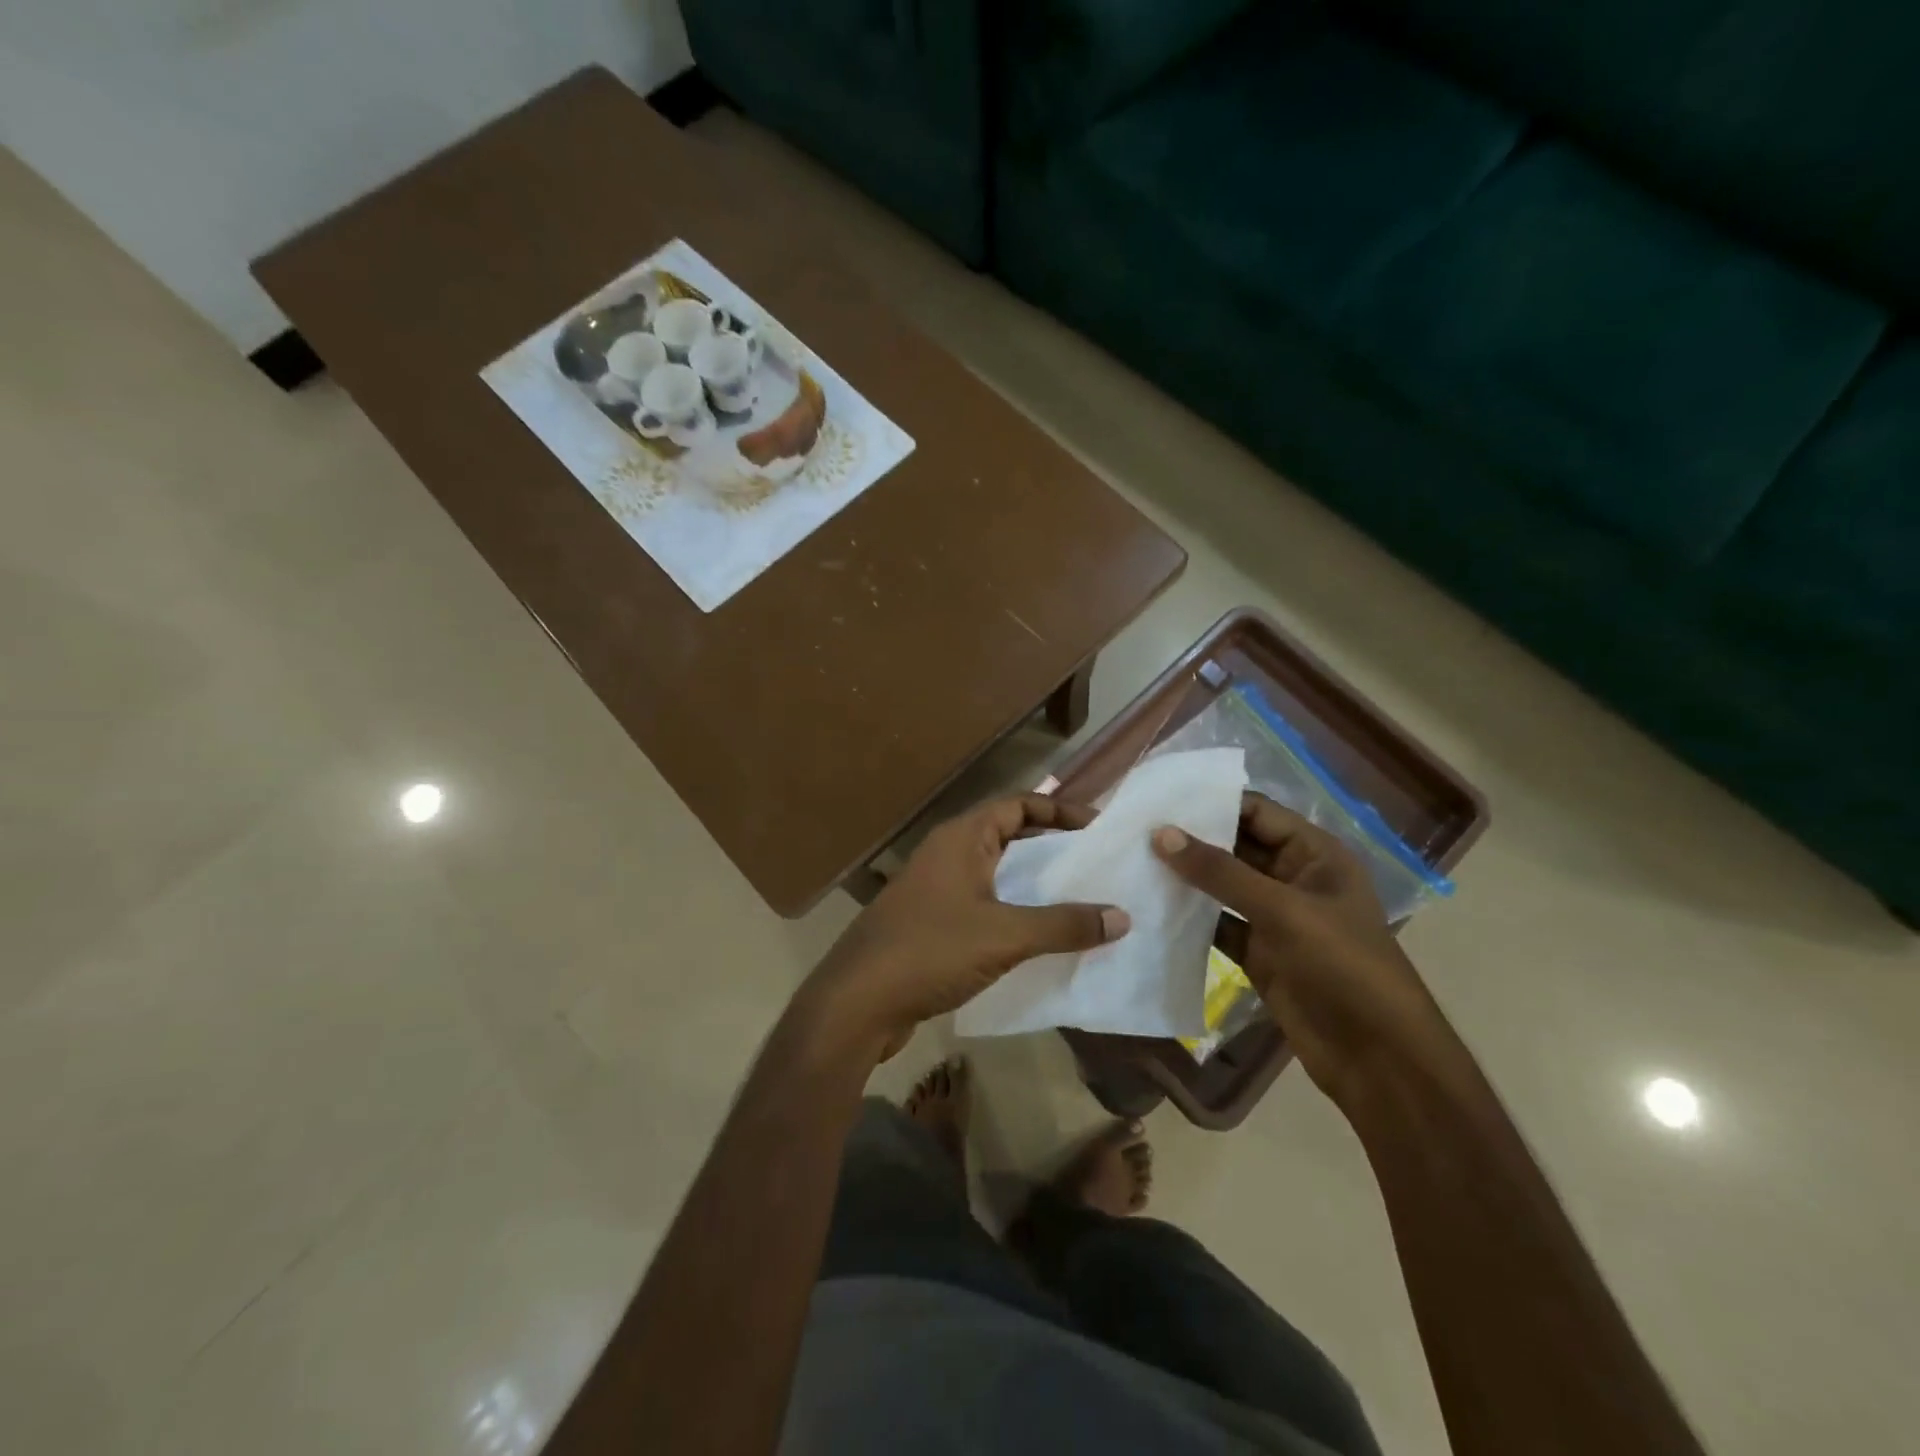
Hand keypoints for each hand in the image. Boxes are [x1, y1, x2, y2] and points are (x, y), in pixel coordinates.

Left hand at [802, 795, 1130, 1060]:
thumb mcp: (1004, 935)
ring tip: (1076, 900)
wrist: (857, 1002)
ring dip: (1031, 883)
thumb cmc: (930, 951)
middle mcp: (946, 854)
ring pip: (994, 874)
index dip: (1058, 811)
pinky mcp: (929, 924)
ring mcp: (935, 890)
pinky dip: (1011, 912)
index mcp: (961, 838)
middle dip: (1050, 847)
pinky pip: (981, 905)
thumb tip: (1123, 916)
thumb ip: (1063, 925)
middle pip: (1007, 836)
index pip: (1017, 804)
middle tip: (1093, 864)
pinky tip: (1037, 938)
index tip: (1097, 827)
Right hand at [1152, 793, 1451, 1106]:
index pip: (1257, 812)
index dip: (1212, 802)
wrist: (1377, 1058)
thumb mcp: (1283, 910)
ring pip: (1222, 887)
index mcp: (1315, 854)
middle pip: (1235, 847)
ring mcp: (1274, 918)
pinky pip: (1217, 925)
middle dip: (1191, 840)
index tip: (1160, 799)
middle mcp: (1293, 879)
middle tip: (1135, 828)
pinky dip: (1189, 919)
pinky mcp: (1258, 953)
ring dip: (1186, 879)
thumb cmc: (1342, 965)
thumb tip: (1161, 833)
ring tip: (1133, 862)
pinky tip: (1150, 909)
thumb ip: (1221, 871)